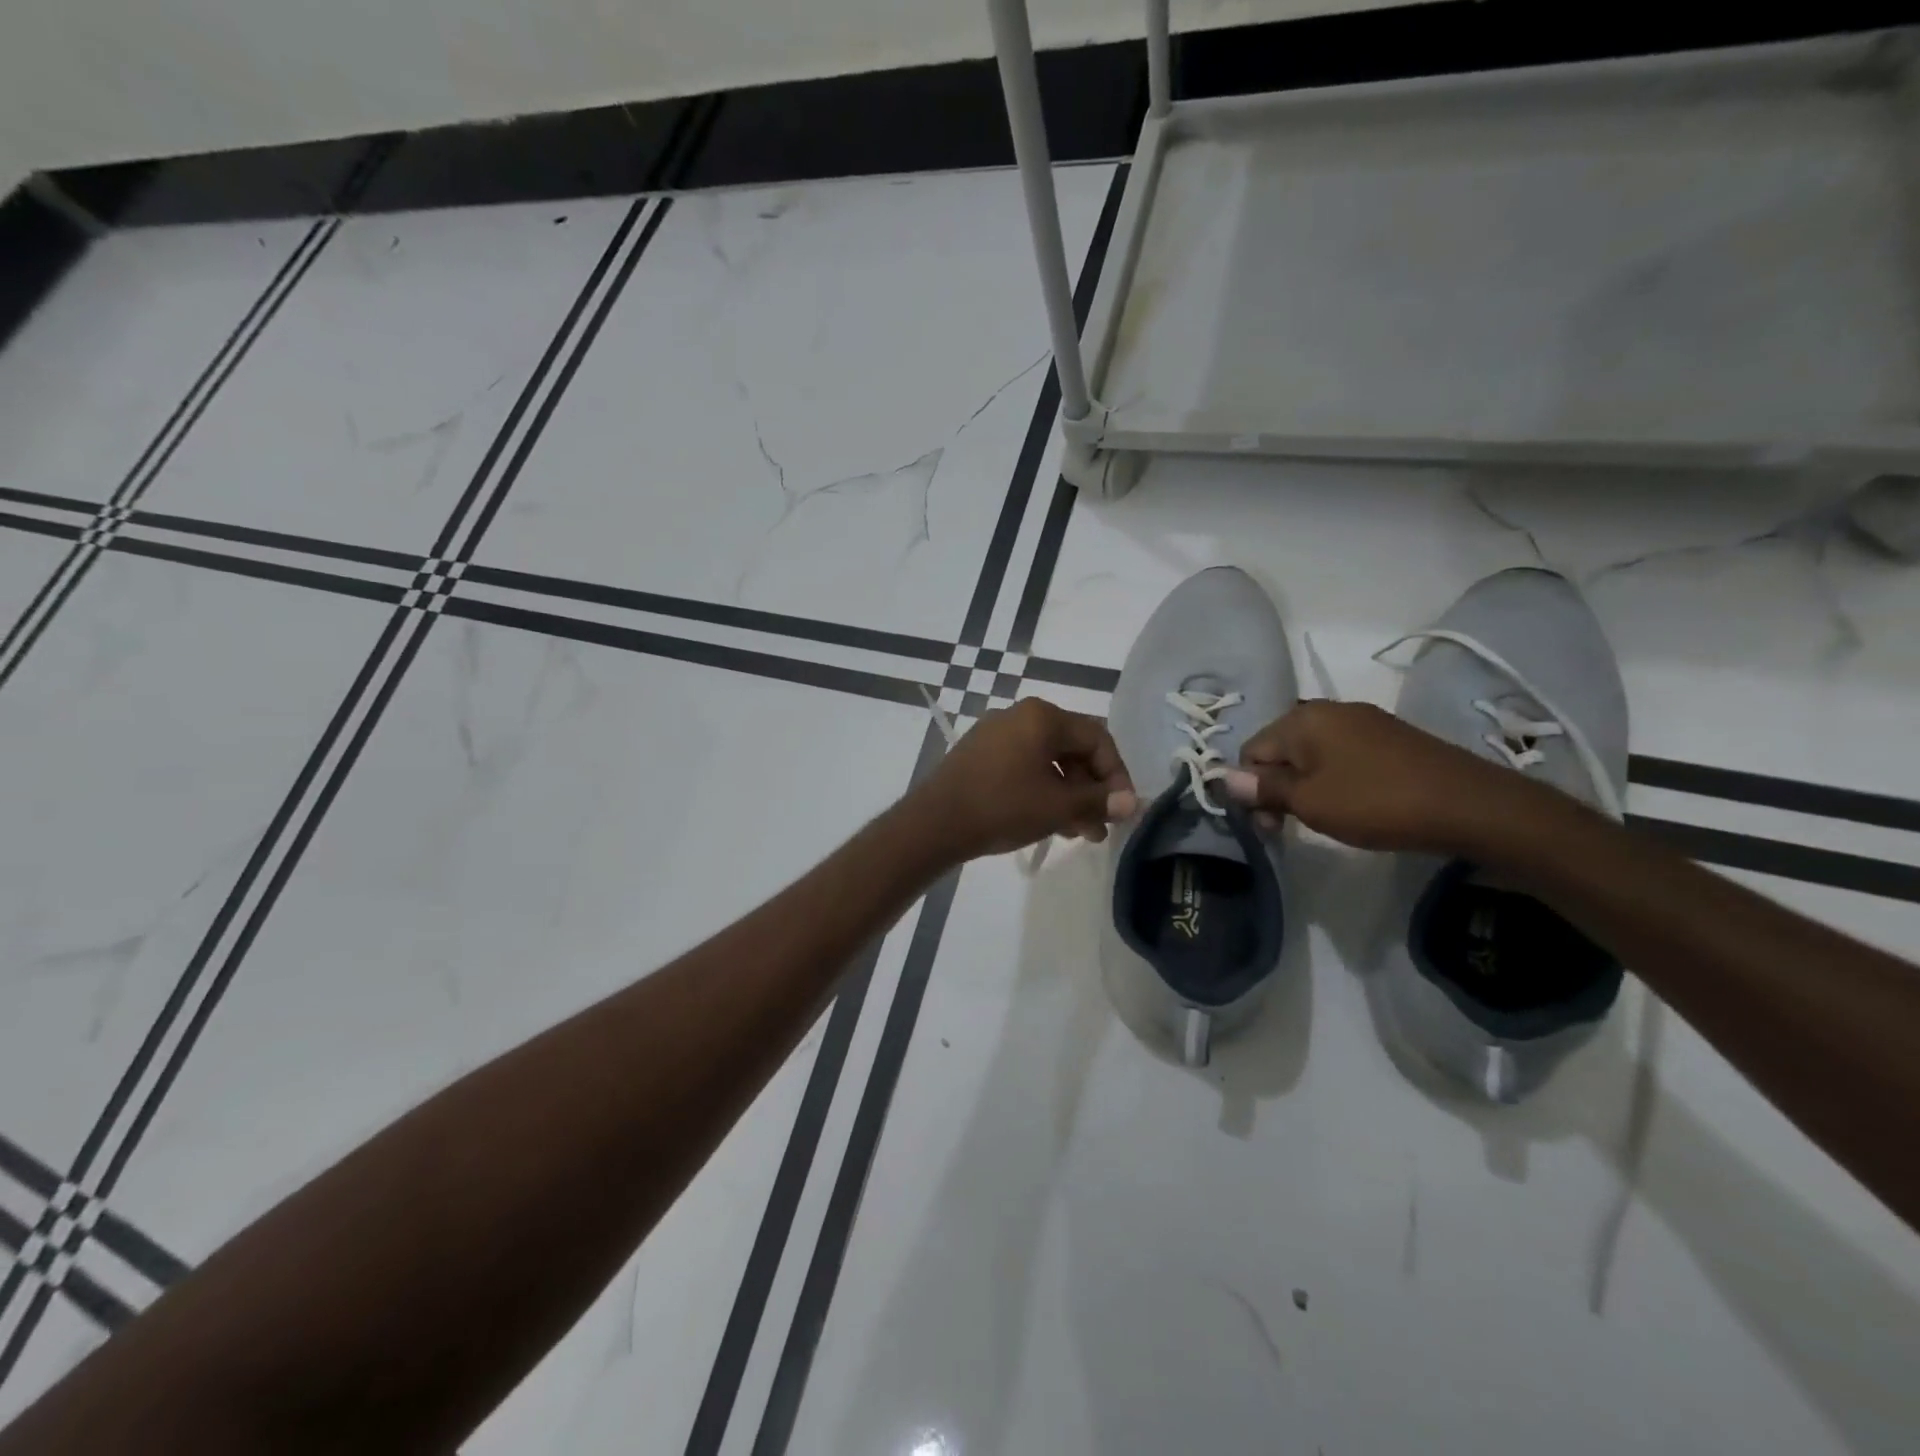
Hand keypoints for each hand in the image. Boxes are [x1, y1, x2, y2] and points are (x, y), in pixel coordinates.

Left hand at [909, 698, 1136, 861]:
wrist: (934, 823)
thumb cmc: (1002, 807)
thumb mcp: (1058, 806)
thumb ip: (1100, 801)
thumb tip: (1134, 802)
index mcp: (1042, 716)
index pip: (1097, 738)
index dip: (1116, 775)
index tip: (1122, 809)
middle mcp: (1019, 716)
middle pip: (1072, 749)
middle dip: (1091, 789)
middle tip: (1101, 826)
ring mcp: (995, 734)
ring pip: (1048, 761)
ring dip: (1069, 795)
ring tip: (1079, 833)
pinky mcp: (979, 754)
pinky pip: (1023, 767)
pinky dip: (1043, 790)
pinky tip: (1049, 822)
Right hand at [1223, 700, 1535, 855]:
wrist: (1470, 805)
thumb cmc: (1376, 802)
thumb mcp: (1310, 802)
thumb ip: (1264, 788)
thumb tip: (1224, 778)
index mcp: (1302, 718)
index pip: (1251, 751)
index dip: (1251, 789)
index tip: (1271, 826)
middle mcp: (1328, 709)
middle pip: (1279, 749)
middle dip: (1276, 787)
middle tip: (1291, 827)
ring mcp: (1363, 721)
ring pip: (1311, 753)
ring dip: (1305, 785)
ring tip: (1324, 818)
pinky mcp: (1389, 737)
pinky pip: (1342, 755)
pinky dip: (1335, 779)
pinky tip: (1354, 804)